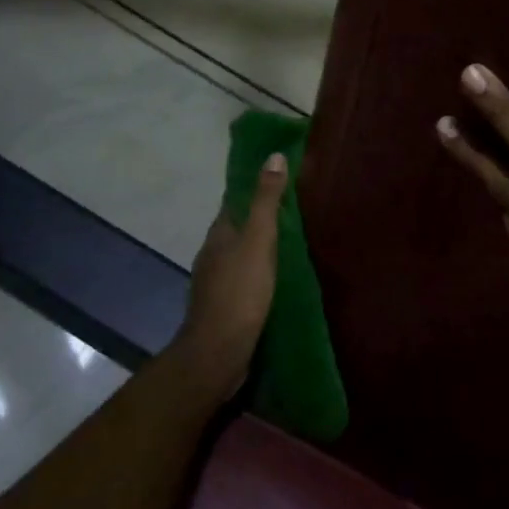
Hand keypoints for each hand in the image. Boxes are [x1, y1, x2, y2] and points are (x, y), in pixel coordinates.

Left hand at [169, 151, 286, 404]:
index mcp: (219, 234)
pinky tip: (278, 275)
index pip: (234, 201)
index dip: (253, 187)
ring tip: (292, 240)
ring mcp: (216, 282)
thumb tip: (273, 156)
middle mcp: (213, 253)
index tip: (278, 176)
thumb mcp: (259, 241)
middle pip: (237, 227)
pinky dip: (260, 270)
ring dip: (260, 245)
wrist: (218, 353)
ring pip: (240, 254)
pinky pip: (245, 277)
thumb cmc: (240, 292)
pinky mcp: (226, 306)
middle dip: (259, 217)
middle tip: (294, 207)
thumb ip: (266, 201)